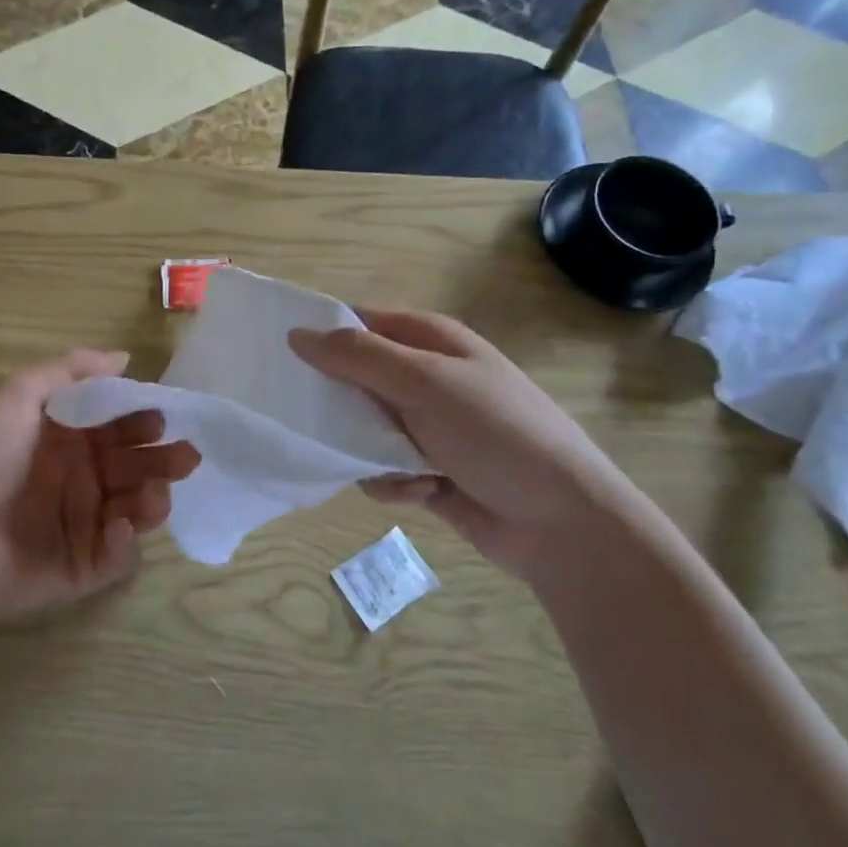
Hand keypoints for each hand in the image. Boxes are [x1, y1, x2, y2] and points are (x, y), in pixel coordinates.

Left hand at [0, 349, 200, 623]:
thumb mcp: (14, 396)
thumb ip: (67, 370)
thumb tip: (122, 357)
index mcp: (64, 441)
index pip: (115, 426)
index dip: (140, 420)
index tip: (159, 417)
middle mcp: (79, 480)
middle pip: (133, 466)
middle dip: (162, 458)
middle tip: (185, 456)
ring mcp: (83, 524)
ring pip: (134, 507)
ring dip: (154, 497)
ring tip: (157, 492)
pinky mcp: (84, 567)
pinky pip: (117, 553)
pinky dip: (126, 541)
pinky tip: (120, 527)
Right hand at [290, 310, 634, 576]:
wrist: (563, 523)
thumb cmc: (498, 436)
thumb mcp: (428, 384)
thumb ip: (360, 357)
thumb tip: (296, 334)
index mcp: (431, 342)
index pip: (360, 322)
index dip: (324, 335)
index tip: (284, 358)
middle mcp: (426, 379)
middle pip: (355, 379)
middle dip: (340, 404)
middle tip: (323, 421)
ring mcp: (428, 427)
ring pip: (362, 429)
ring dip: (368, 451)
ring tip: (394, 465)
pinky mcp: (427, 472)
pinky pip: (382, 470)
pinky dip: (393, 482)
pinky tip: (421, 492)